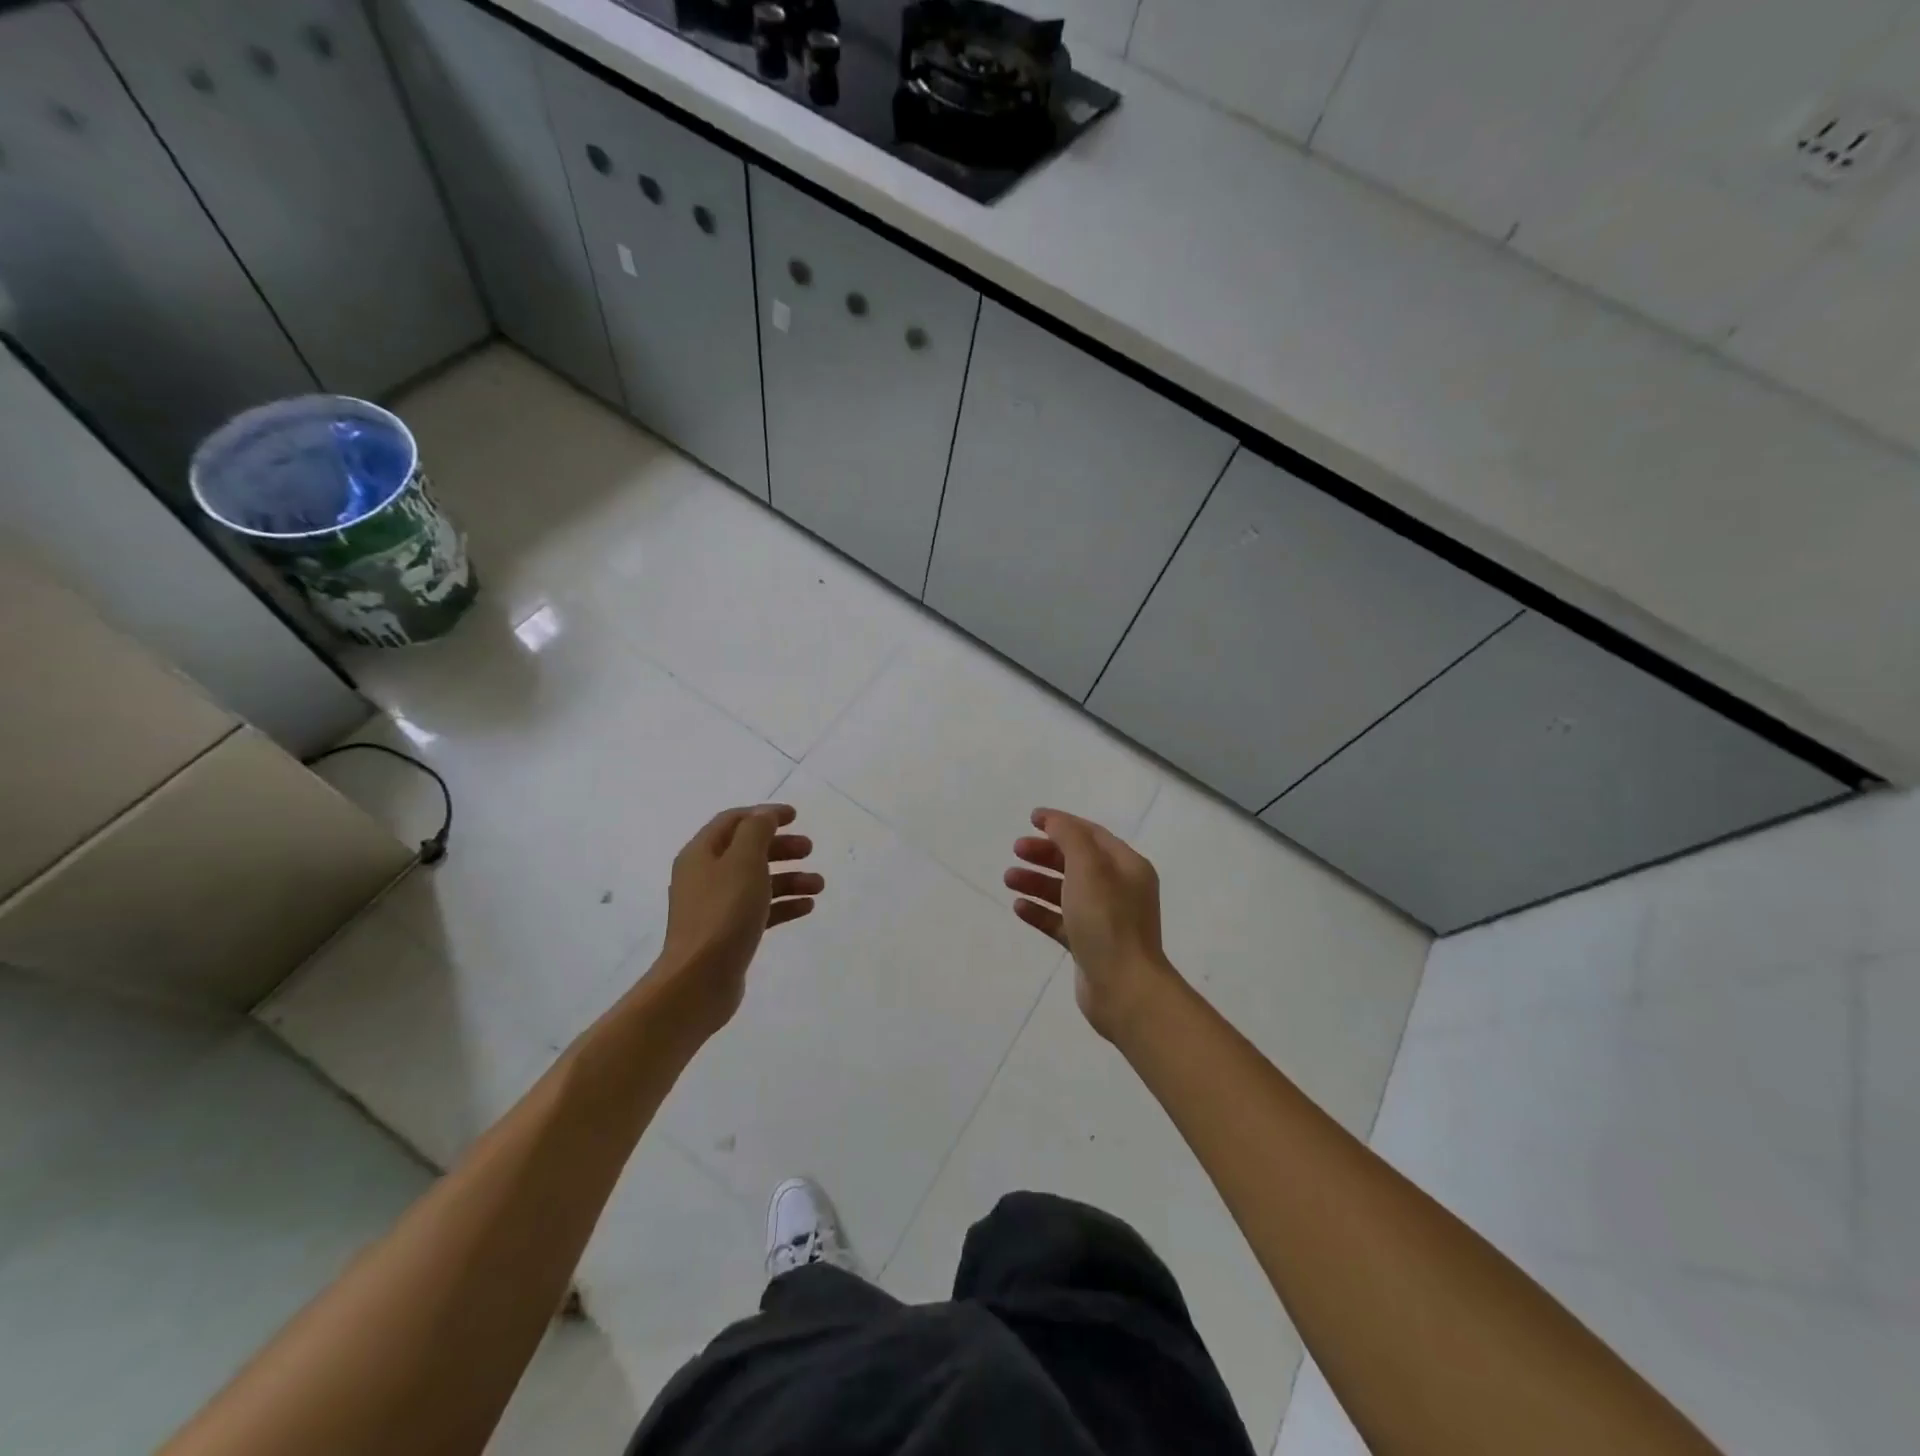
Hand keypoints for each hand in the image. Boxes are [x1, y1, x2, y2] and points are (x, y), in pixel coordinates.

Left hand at [655, 804, 821, 1034]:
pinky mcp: (728, 934)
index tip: (795, 816)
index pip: (734, 821)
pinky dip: (783, 904)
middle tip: (809, 849)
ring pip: (757, 882)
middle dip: (780, 847)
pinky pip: (759, 910)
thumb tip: (764, 814)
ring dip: (789, 878)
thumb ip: (756, 831)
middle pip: (747, 851)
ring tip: (818, 885)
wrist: (698, 981)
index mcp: (701, 854)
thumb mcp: (743, 862)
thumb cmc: (723, 913)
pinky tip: (807, 907)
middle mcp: (705, 876)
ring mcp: (715, 907)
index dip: (764, 814)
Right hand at [1004, 807, 1178, 1039]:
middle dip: (1045, 853)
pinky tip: (1019, 908)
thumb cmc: (1107, 920)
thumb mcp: (1088, 868)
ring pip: (1066, 891)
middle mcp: (1119, 889)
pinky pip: (1061, 921)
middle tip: (1016, 849)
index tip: (1031, 818)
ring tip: (1008, 878)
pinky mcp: (1090, 945)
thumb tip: (1054, 821)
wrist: (1124, 988)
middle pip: (1077, 861)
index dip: (1061, 823)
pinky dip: (1040, 911)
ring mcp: (1105, 919)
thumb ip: (1070, 838)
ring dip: (1037, 881)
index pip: (1091, 834)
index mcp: (1127, 866)